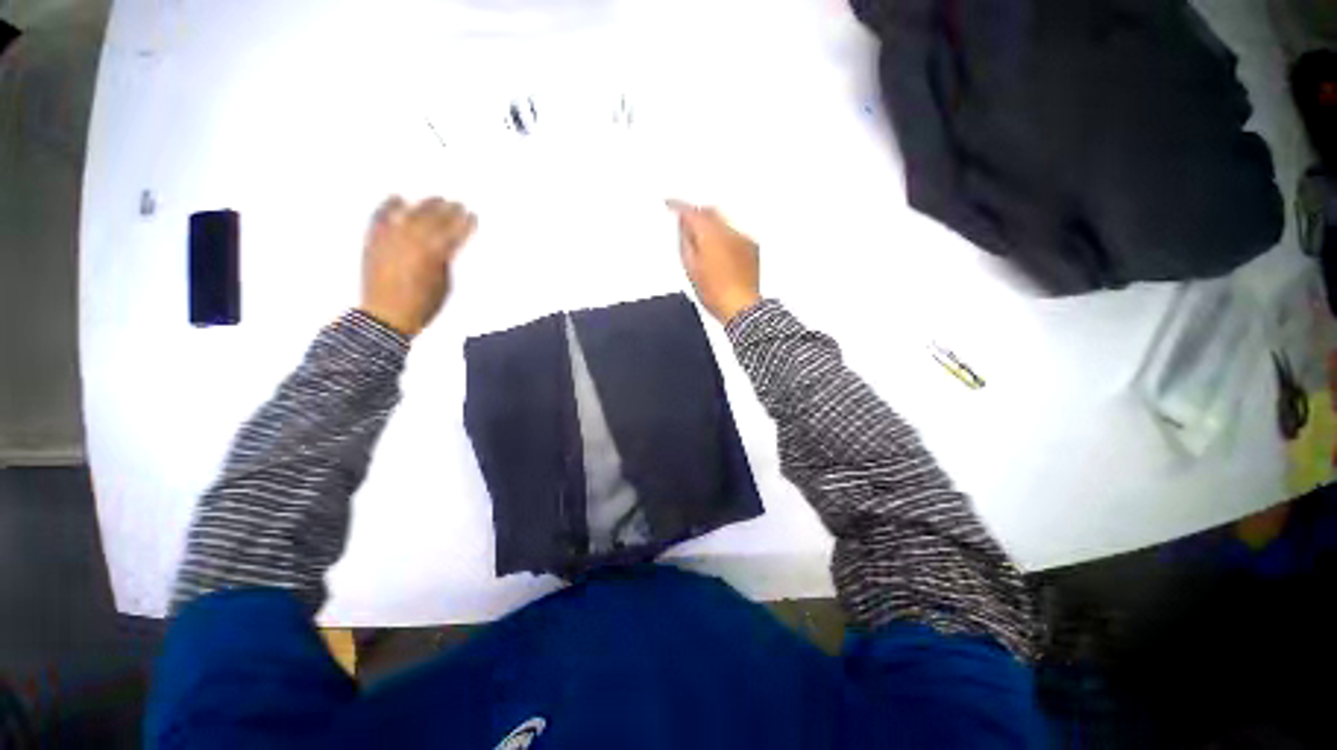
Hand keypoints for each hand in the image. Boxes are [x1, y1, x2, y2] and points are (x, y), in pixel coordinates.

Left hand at [360, 196, 476, 338]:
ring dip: (426, 205)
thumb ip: (445, 261)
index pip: (455, 233)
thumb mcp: (444, 285)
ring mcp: (391, 239)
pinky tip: (398, 198)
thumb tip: (446, 245)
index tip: (472, 216)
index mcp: (434, 255)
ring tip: (436, 198)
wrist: (386, 316)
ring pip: (411, 214)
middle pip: (434, 219)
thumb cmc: (422, 305)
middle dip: (448, 211)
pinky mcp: (374, 241)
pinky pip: (381, 217)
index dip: (465, 224)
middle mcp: (413, 242)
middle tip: (457, 203)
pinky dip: (389, 206)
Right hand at [668, 200, 760, 323]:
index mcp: (709, 234)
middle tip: (687, 223)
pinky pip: (735, 234)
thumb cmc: (715, 293)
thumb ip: (685, 242)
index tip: (671, 204)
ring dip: (712, 226)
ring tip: (704, 244)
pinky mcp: (752, 247)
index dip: (678, 206)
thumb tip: (684, 227)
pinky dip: (726, 237)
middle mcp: (728, 230)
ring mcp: (743, 238)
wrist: (740, 306)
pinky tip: (721, 253)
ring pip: (723, 222)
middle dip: (698, 214)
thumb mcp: (690, 268)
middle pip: (710, 211)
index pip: (691, 212)